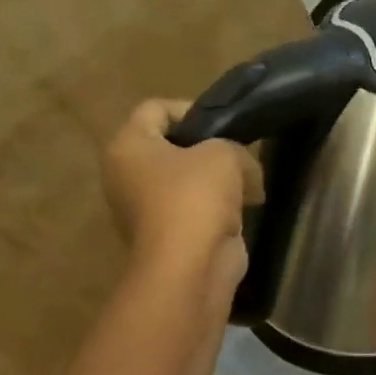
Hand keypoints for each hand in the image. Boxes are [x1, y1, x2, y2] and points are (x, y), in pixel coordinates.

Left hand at [103, 100, 262, 283]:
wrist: (190, 266)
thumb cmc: (196, 197)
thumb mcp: (225, 154)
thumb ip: (235, 147)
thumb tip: (243, 171)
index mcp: (128, 147)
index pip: (155, 109)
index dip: (191, 109)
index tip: (224, 124)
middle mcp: (126, 175)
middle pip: (172, 145)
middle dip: (209, 147)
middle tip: (239, 152)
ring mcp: (145, 207)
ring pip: (187, 178)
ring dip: (219, 179)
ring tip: (249, 183)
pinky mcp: (167, 233)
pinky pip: (195, 207)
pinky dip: (219, 206)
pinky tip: (245, 208)